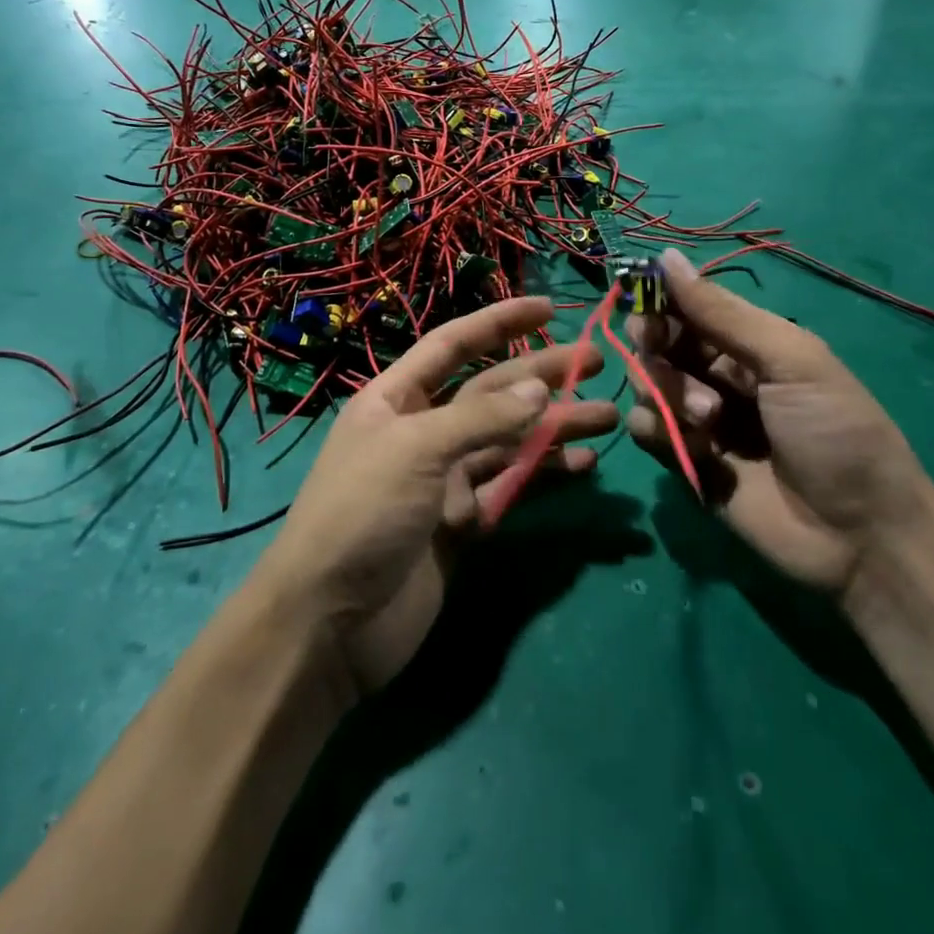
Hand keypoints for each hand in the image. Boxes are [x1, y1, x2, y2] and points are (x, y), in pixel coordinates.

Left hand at [254, 296, 617, 696]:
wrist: (327, 624)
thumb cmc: (362, 513)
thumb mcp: (416, 449)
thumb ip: (481, 418)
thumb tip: (540, 390)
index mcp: (397, 398)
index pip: (455, 344)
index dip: (501, 321)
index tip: (550, 308)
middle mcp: (422, 430)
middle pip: (492, 391)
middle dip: (543, 375)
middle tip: (598, 362)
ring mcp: (443, 478)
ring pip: (509, 441)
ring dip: (554, 427)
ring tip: (606, 416)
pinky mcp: (461, 524)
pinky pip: (509, 488)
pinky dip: (543, 475)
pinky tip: (582, 466)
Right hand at [625, 250, 933, 596]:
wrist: (861, 536)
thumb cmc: (836, 432)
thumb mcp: (790, 360)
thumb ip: (722, 313)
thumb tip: (667, 256)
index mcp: (747, 342)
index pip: (686, 306)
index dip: (658, 300)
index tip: (642, 303)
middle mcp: (717, 374)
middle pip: (658, 342)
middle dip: (655, 346)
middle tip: (661, 353)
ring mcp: (698, 418)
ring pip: (647, 383)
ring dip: (665, 391)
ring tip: (708, 419)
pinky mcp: (684, 460)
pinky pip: (645, 429)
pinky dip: (656, 430)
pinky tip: (692, 446)